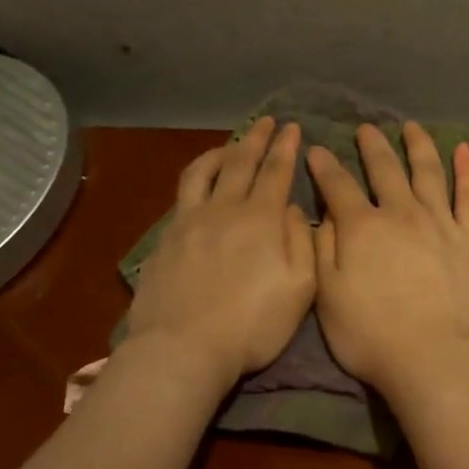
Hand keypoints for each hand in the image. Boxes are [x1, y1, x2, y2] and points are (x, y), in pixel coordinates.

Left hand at [124, 118, 315, 382]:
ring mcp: (190, 222)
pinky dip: (196, 177)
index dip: (285, 148)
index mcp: (261, 220)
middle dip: (257, 139)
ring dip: (222, 151)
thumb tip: (294, 209)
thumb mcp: (300, 289)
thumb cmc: (252, 324)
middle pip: (241, 163)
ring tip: (232, 144)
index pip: (276, 172)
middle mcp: (225, 210)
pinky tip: (200, 183)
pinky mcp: (165, 239)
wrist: (183, 347)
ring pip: (205, 172)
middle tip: (267, 121)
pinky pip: (183, 194)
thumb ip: (302, 243)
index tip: (292, 127)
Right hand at [308, 122, 468, 394]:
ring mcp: (440, 222)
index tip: (316, 149)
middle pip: (384, 169)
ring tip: (411, 127)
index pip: (338, 185)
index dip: (324, 165)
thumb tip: (322, 213)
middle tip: (365, 128)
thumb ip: (322, 249)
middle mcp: (401, 213)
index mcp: (361, 228)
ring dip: (418, 145)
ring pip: (428, 171)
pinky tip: (464, 150)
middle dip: (371, 145)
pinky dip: (466, 170)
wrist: (432, 356)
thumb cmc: (371, 335)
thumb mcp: (327, 296)